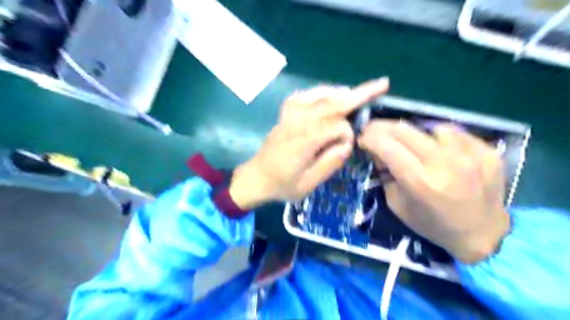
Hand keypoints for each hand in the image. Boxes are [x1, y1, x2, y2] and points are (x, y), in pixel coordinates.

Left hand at [229, 77, 390, 209]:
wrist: (257, 178)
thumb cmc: (283, 185)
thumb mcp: (308, 185)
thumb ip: (329, 164)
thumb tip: (347, 144)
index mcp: (304, 141)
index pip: (336, 126)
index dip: (347, 135)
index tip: (346, 148)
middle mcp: (298, 123)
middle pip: (331, 103)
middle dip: (358, 93)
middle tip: (381, 84)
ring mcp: (290, 116)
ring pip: (318, 95)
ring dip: (340, 92)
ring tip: (356, 92)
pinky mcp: (285, 114)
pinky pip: (303, 96)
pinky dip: (318, 92)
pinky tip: (328, 95)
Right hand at [358, 122, 510, 262]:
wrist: (482, 234)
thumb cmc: (432, 223)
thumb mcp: (397, 204)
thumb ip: (384, 174)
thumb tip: (377, 149)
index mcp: (419, 182)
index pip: (386, 146)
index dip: (369, 137)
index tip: (362, 138)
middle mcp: (444, 163)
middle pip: (404, 129)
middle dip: (382, 127)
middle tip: (374, 131)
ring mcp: (469, 153)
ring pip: (428, 127)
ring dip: (412, 134)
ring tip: (411, 145)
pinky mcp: (486, 149)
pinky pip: (453, 132)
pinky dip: (437, 138)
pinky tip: (438, 150)